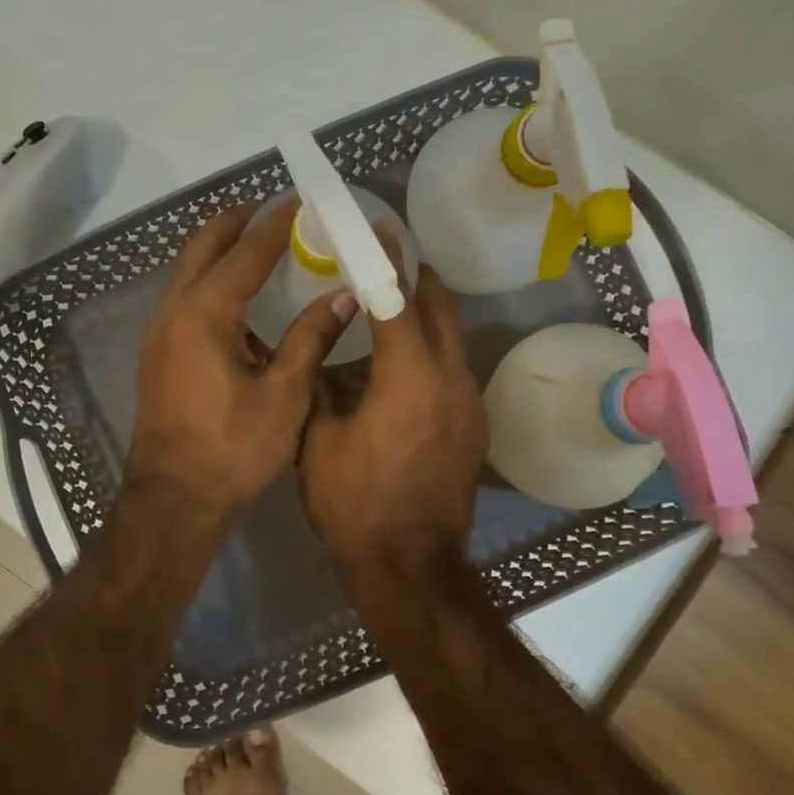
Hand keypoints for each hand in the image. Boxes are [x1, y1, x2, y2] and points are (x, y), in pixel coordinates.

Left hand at [127, 200, 353, 525]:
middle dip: (235, 222)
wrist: (174, 496)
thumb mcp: (285, 394)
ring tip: (254, 244)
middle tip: (268, 208)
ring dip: (218, 250)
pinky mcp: (158, 354)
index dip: (276, 225)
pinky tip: (235, 299)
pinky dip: (208, 280)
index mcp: (206, 313)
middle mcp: (174, 311)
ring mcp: (160, 333)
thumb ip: (311, 338)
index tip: (300, 201)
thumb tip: (344, 296)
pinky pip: (184, 298)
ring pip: (187, 272)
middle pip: (202, 248)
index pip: (246, 252)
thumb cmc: (234, 447)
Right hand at [300, 263, 487, 576]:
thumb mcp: (319, 438)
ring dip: (427, 320)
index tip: (381, 230)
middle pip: (440, 310)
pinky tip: (404, 371)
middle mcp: (451, 379)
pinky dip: (432, 357)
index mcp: (409, 375)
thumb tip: (320, 354)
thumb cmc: (354, 501)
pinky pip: (453, 374)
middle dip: (417, 280)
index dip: (387, 260)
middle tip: (391, 261)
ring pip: (452, 343)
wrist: (409, 564)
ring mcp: (469, 405)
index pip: (399, 299)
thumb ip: (320, 385)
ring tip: (393, 313)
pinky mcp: (474, 429)